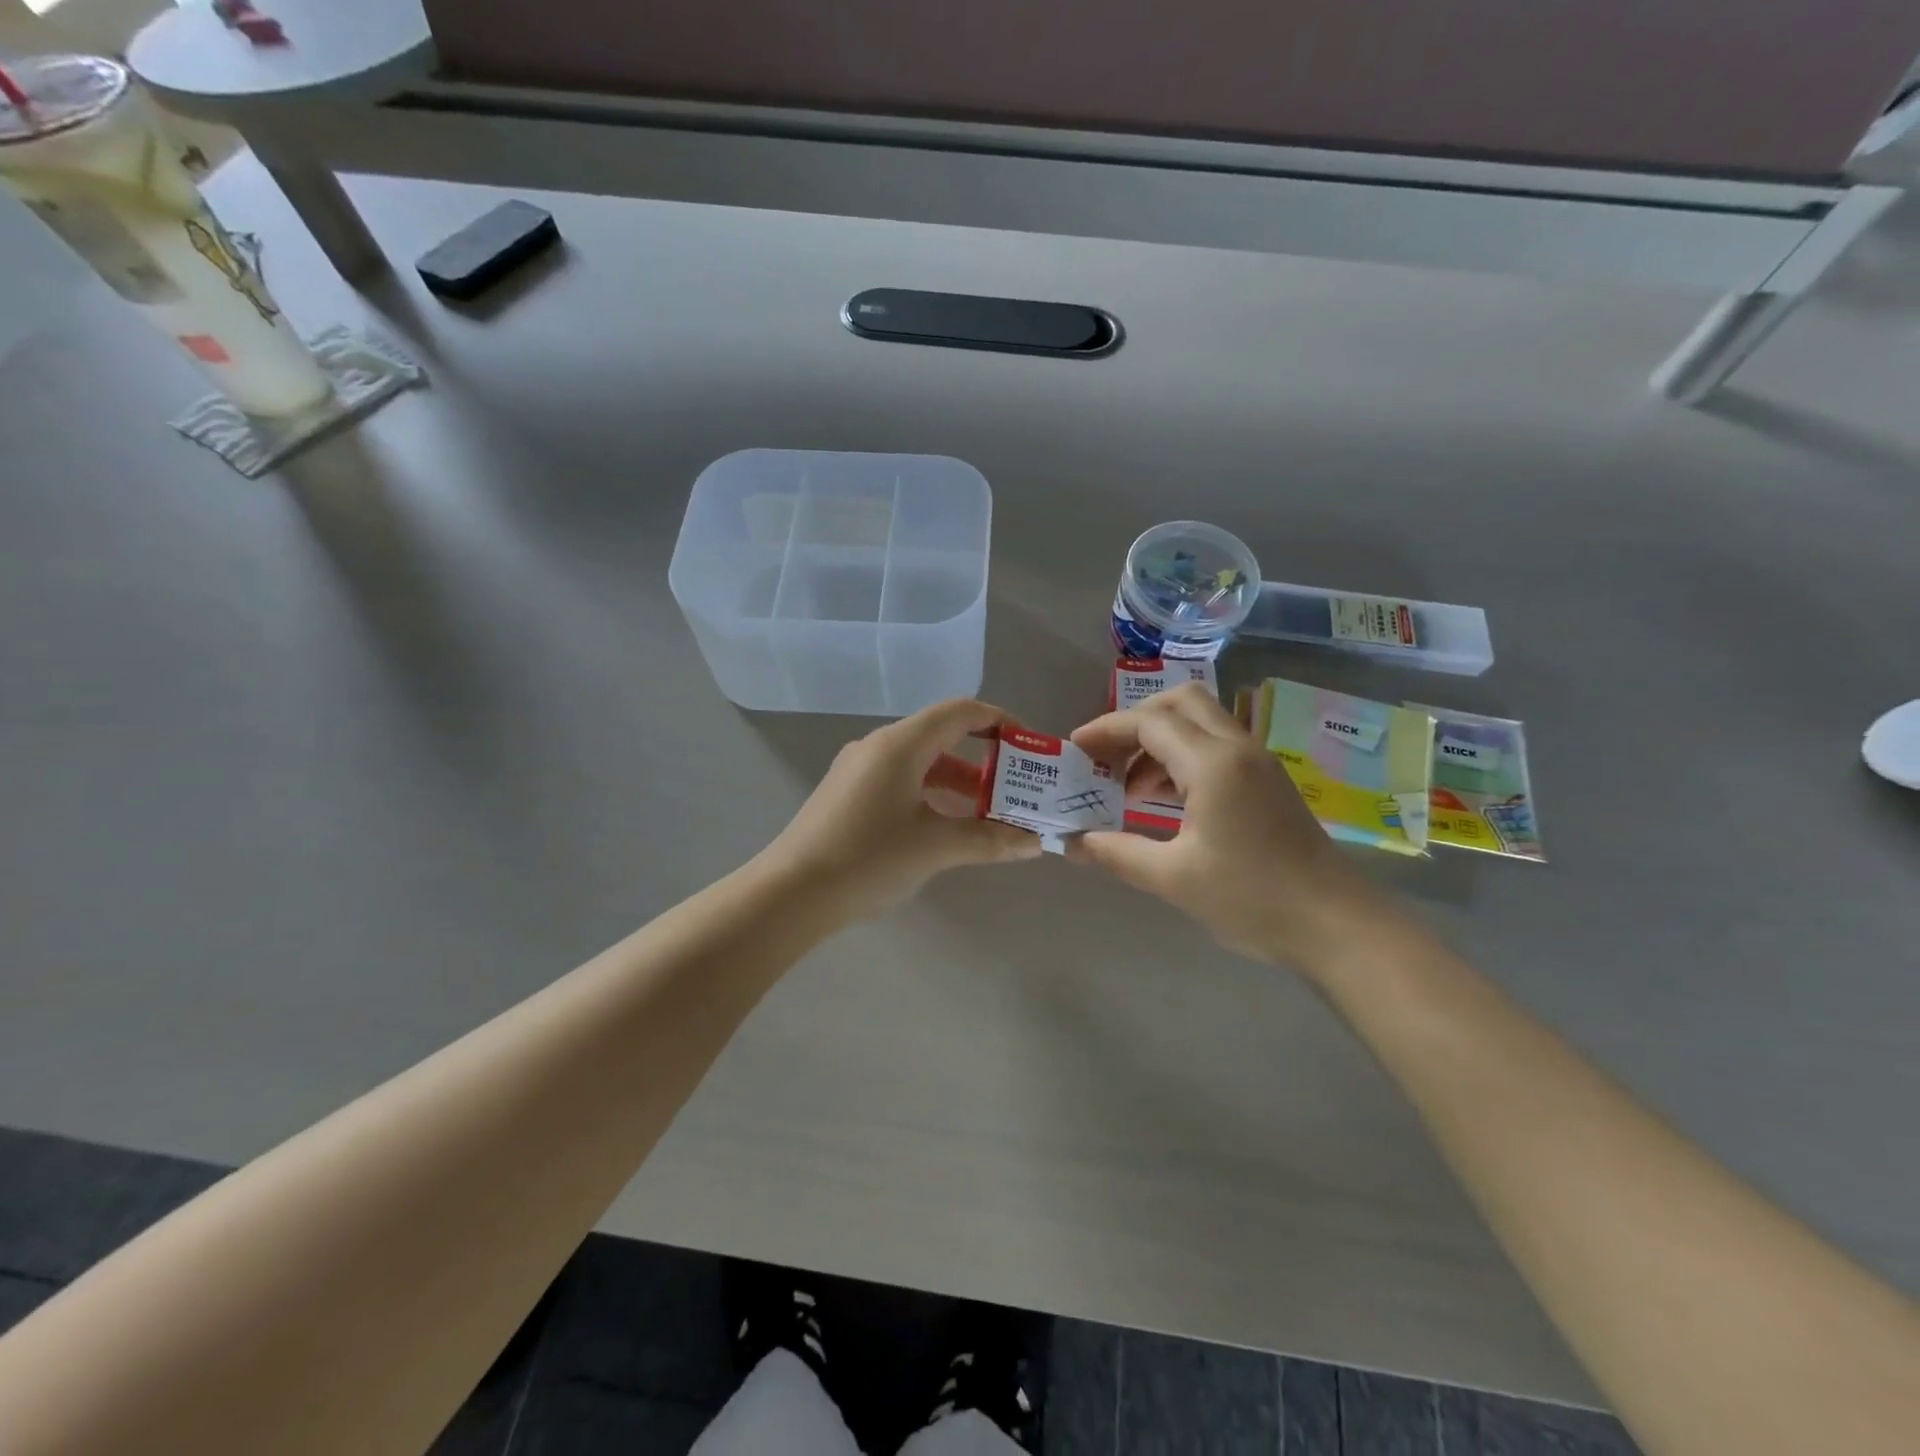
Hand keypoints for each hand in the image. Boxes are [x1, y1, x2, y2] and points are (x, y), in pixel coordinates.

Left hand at [760, 699, 1042, 918]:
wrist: (790, 894)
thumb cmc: (868, 859)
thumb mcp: (935, 848)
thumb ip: (989, 840)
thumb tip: (1036, 842)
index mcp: (900, 745)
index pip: (960, 712)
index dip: (999, 722)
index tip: (1028, 748)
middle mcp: (878, 747)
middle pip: (941, 737)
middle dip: (984, 761)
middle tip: (1016, 789)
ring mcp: (858, 770)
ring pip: (921, 763)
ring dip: (958, 783)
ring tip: (989, 814)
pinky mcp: (847, 795)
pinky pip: (901, 781)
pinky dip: (931, 795)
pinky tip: (944, 828)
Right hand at [1068, 684, 1391, 968]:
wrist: (1334, 924)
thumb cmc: (1251, 898)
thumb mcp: (1172, 878)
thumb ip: (1116, 853)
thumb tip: (1071, 842)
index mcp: (1212, 764)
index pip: (1149, 722)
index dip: (1106, 730)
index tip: (1074, 750)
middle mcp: (1237, 749)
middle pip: (1180, 702)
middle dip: (1135, 720)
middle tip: (1106, 756)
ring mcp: (1257, 762)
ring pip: (1200, 722)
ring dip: (1159, 740)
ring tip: (1128, 786)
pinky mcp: (1267, 781)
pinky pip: (1216, 746)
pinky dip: (1182, 757)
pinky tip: (1163, 799)